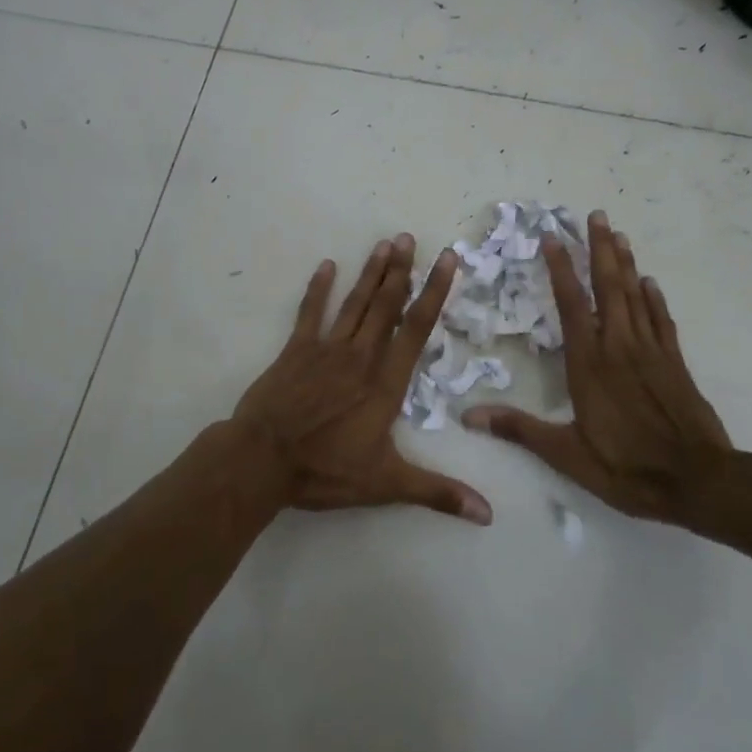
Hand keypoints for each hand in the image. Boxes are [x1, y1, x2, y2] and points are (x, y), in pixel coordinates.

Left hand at [232, 235, 492, 525]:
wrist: (263, 460)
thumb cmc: (326, 471)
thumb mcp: (386, 485)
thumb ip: (437, 492)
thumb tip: (488, 513)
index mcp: (385, 383)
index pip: (416, 330)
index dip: (434, 293)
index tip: (446, 261)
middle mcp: (360, 357)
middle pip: (386, 306)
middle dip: (401, 271)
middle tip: (410, 238)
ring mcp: (326, 349)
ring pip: (355, 304)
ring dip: (370, 273)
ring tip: (385, 243)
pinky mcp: (295, 350)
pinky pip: (310, 313)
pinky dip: (319, 289)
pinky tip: (327, 266)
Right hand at [464, 211, 731, 524]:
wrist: (700, 482)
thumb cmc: (628, 468)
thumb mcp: (567, 455)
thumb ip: (519, 429)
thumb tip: (468, 416)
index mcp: (589, 363)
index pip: (571, 304)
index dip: (560, 269)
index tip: (552, 238)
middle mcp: (619, 346)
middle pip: (608, 287)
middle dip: (600, 249)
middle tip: (596, 215)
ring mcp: (650, 351)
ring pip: (636, 296)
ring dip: (625, 263)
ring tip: (619, 234)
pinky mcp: (675, 363)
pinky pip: (661, 320)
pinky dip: (654, 298)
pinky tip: (650, 282)